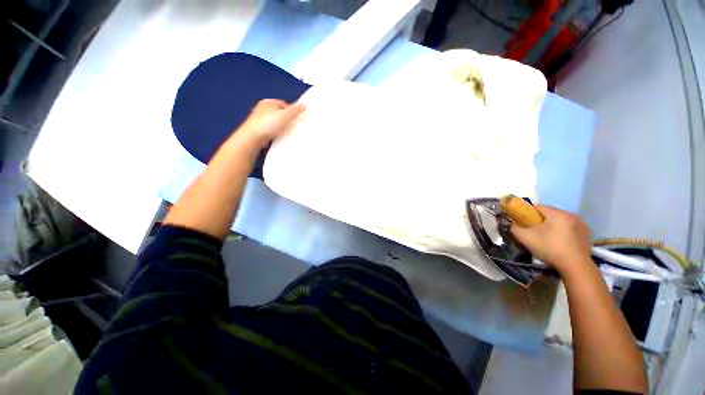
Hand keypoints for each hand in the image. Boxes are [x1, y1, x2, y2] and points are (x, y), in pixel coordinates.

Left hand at [238, 99, 305, 147]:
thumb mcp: (286, 114)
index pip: (284, 104)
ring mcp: (260, 120)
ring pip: (275, 123)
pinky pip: (272, 131)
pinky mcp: (259, 130)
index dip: (292, 110)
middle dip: (287, 119)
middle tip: (293, 125)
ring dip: (282, 127)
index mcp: (268, 102)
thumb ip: (296, 109)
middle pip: (280, 113)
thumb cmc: (268, 123)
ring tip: (287, 132)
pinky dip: (276, 133)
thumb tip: (305, 105)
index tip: (297, 117)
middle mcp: (262, 109)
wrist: (254, 137)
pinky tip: (279, 137)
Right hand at [510, 206, 592, 275]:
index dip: (528, 214)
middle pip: (550, 214)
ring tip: (548, 239)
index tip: (524, 224)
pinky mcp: (587, 233)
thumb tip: (512, 223)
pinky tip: (560, 243)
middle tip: (535, 233)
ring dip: (553, 226)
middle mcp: (571, 215)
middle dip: (541, 221)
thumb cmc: (550, 249)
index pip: (538, 207)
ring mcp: (582, 224)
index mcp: (557, 213)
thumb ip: (514, 227)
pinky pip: (570, 228)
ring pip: (561, 221)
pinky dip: (564, 232)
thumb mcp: (525, 238)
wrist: (575, 267)